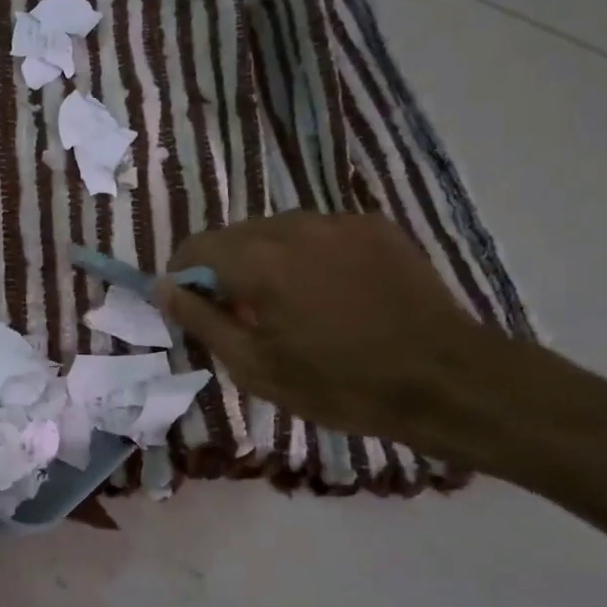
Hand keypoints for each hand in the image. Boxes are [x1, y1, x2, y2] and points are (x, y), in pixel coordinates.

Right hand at [155, 212, 490, 448]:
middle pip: (236, 235)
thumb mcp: (255, 367)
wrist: (444, 379)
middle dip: (225, 269)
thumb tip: (163, 288)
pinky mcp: (374, 226)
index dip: (183, 273)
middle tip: (241, 315)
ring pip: (277, 231)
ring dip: (266, 260)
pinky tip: (330, 294)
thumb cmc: (338, 384)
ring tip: (289, 305)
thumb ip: (200, 320)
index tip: (190, 305)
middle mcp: (294, 227)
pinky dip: (307, 256)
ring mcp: (339, 222)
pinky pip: (319, 233)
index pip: (197, 246)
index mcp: (259, 261)